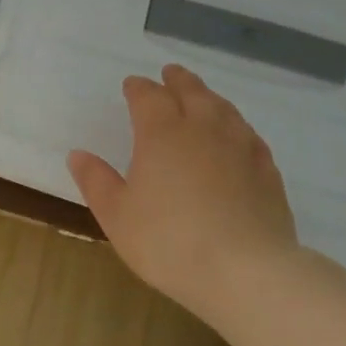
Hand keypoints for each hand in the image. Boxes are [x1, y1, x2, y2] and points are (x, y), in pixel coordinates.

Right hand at [68, 65, 297, 309]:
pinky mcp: (267, 173)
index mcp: (161, 134)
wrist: (246, 272)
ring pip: (225, 110)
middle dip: (178, 81)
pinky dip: (237, 126)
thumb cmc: (167, 241)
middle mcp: (203, 130)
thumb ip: (96, 181)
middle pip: (192, 93)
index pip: (149, 97)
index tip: (131, 85)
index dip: (139, 88)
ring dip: (209, 97)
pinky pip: (250, 136)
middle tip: (170, 73)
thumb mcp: (116, 215)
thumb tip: (78, 154)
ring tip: (202, 96)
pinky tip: (237, 135)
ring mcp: (241, 149)